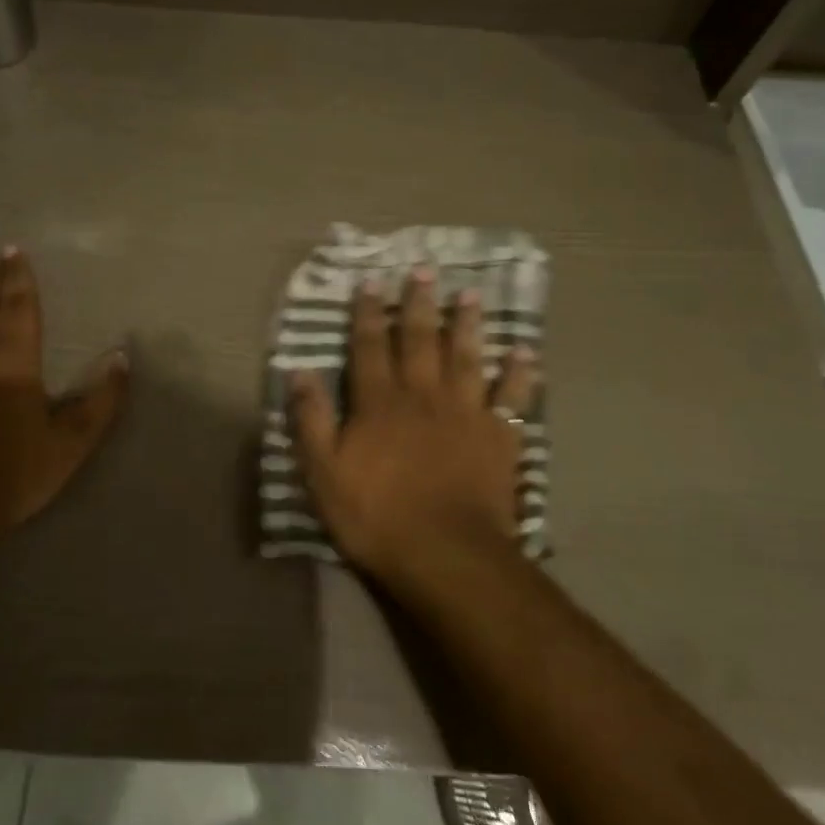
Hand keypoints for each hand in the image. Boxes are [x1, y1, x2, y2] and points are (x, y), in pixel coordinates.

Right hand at [289, 269, 536, 583]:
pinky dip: (519, 374)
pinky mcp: (498, 437)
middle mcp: (423, 395)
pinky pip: (511, 398)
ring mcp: (465, 413)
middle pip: (421, 340)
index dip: (369, 313)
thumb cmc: (377, 516)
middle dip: (420, 304)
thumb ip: (311, 420)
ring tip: (471, 295)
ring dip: (467, 325)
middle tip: (425, 270)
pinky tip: (525, 352)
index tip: (371, 281)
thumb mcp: (324, 473)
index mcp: (380, 402)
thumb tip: (298, 372)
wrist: (447, 555)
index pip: (370, 346)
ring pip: (466, 357)